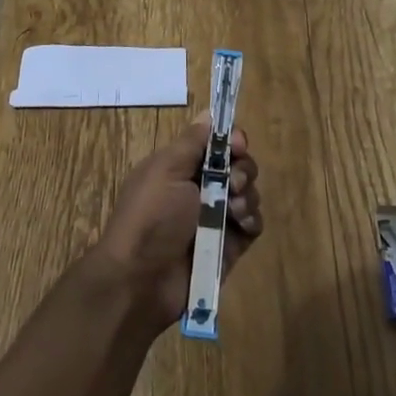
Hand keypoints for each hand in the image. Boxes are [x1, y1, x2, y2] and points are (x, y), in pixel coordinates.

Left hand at [92, 120, 263, 328]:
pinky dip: (252, 219)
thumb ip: (191, 142)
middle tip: (235, 182)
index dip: (231, 140)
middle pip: (238, 166)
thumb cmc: (151, 217)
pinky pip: (253, 224)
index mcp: (181, 167)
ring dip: (247, 195)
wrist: (141, 281)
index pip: (216, 144)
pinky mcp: (230, 245)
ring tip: (233, 210)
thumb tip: (208, 113)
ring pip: (249, 193)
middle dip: (243, 168)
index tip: (237, 145)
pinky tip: (240, 224)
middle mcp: (201, 189)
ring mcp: (217, 218)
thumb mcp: (165, 170)